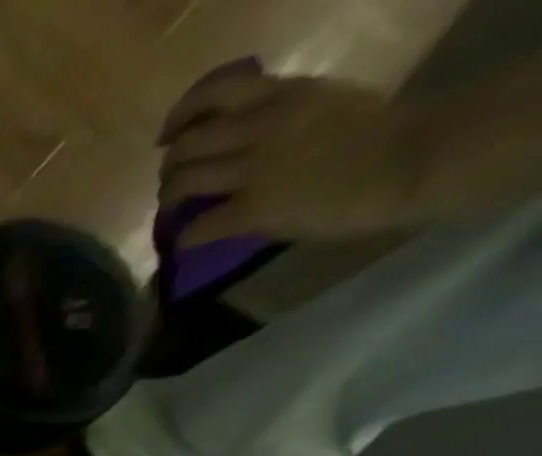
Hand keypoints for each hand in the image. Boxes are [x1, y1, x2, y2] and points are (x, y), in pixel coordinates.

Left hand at [159, 70, 423, 243]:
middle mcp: (262, 126)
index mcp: (285, 93)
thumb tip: (240, 136)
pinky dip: (183, 238)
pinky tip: (187, 241)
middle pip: (186, 145)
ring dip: (168, 200)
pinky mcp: (251, 210)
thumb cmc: (376, 133)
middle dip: (169, 168)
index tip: (168, 136)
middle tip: (172, 184)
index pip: (215, 91)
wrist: (411, 159)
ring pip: (182, 183)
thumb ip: (282, 114)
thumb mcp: (325, 102)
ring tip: (174, 210)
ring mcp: (254, 170)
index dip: (179, 115)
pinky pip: (196, 229)